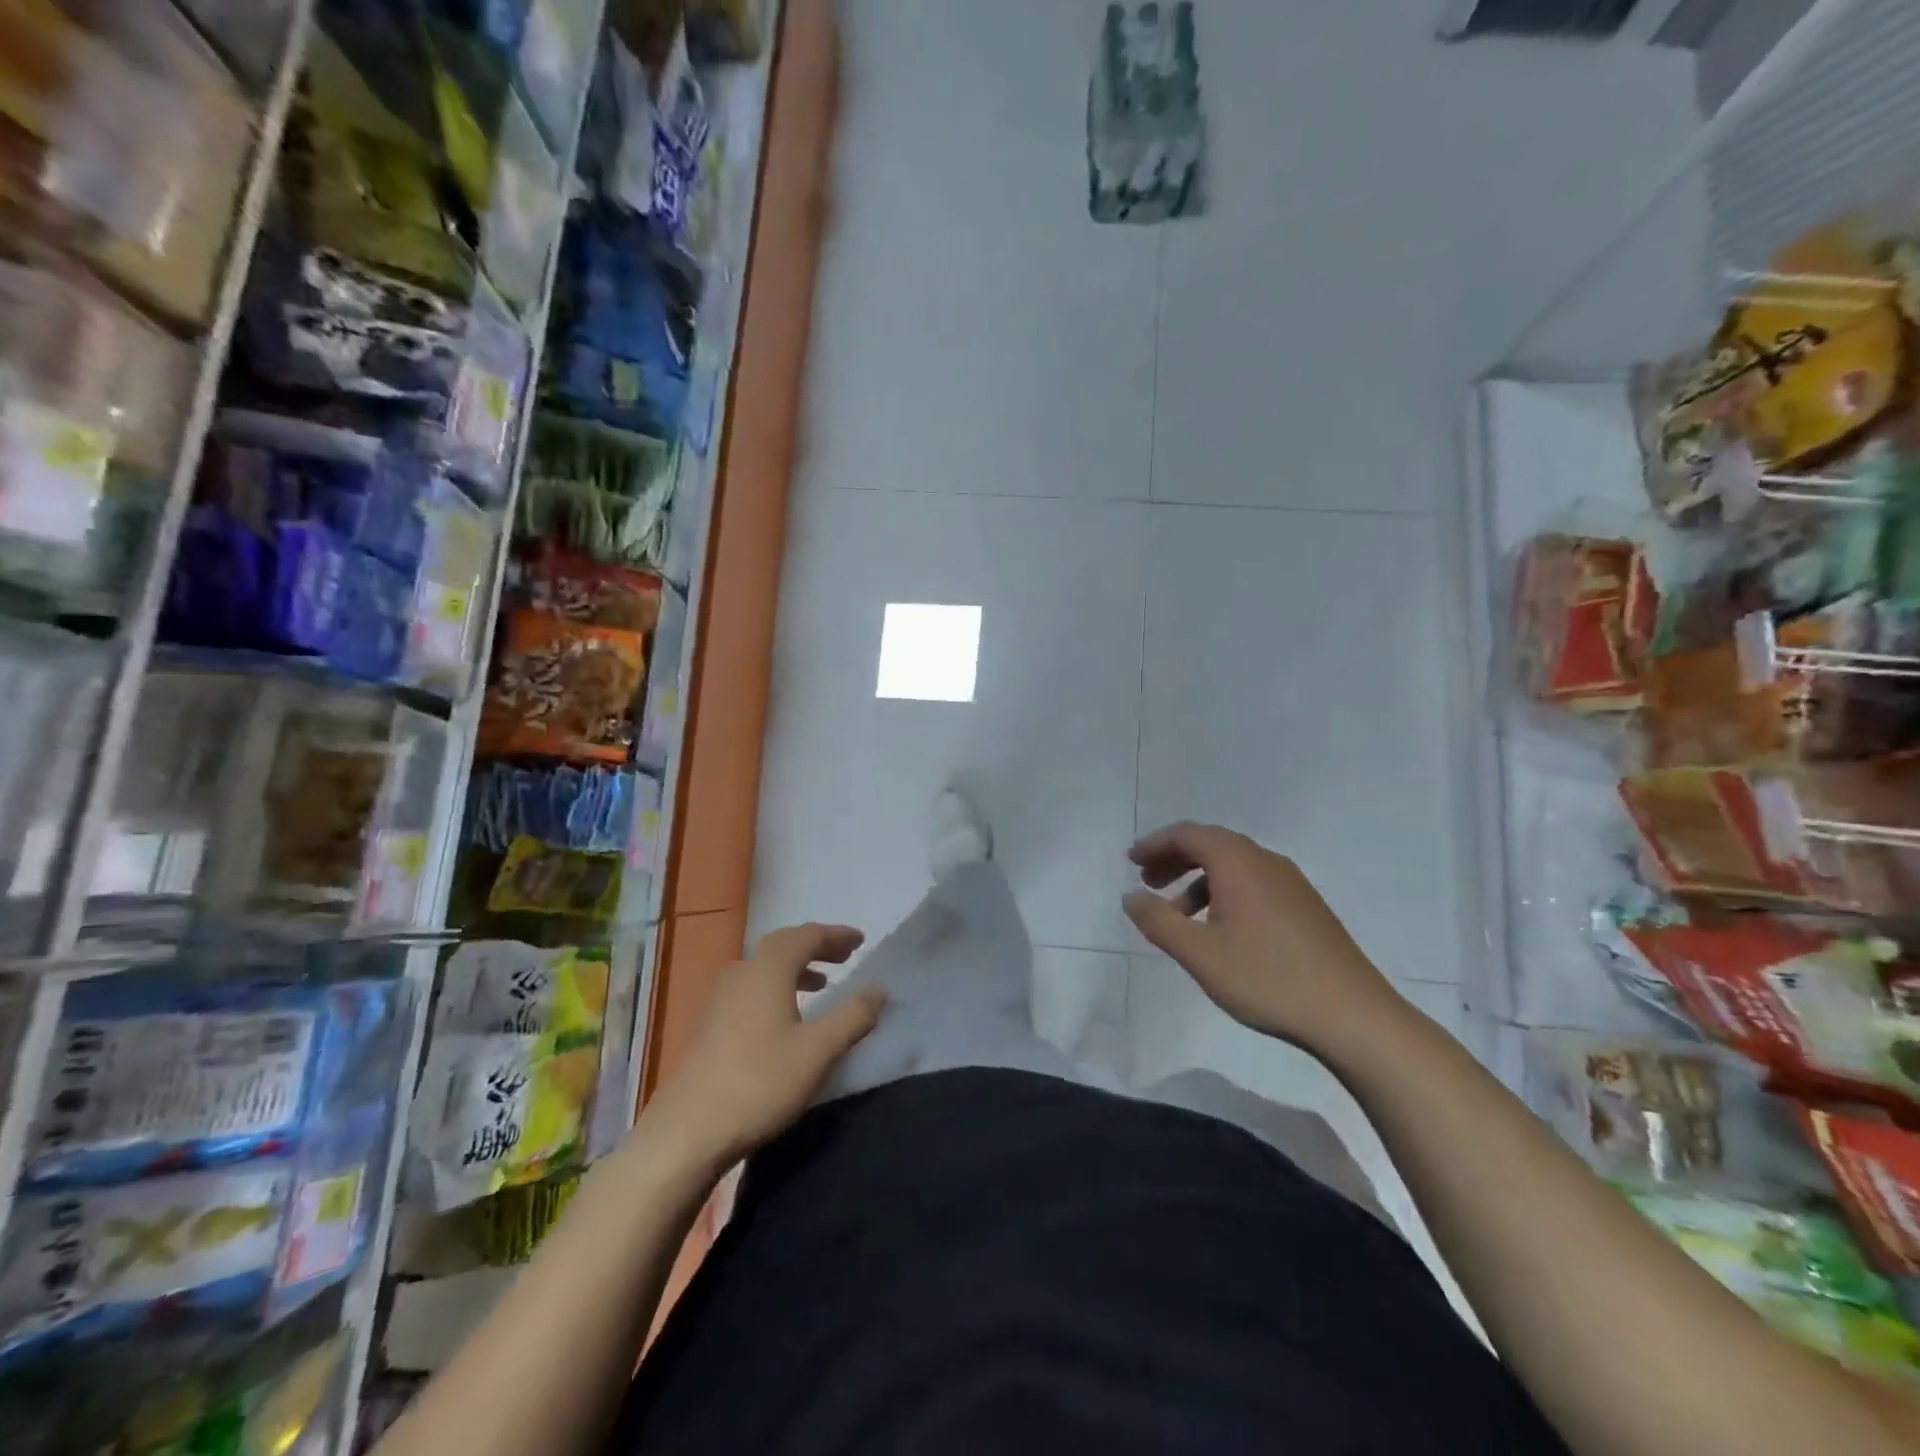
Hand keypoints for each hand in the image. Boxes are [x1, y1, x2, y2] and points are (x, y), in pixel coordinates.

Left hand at [645, 924, 886, 1166]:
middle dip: (816, 947)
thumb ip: (853, 1016)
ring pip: (764, 968)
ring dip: (795, 968)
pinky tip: (784, 1016)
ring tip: (820, 984)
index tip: (860, 941)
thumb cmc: (759, 1083)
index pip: (806, 936)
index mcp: (768, 971)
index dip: (836, 935)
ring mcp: (720, 999)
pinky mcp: (710, 1024)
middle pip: (782, 945)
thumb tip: (878, 988)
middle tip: (844, 956)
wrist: (687, 1132)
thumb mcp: (818, 1052)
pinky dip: (776, 987)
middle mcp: (742, 974)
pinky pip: (751, 988)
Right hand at [1122, 822, 1402, 1054]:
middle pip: (1211, 844)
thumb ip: (1158, 921)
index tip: (1131, 861)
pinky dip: (1224, 892)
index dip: (1155, 844)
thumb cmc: (1266, 978)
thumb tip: (1131, 896)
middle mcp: (1265, 861)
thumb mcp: (1199, 953)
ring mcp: (1291, 883)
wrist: (1352, 1015)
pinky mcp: (1305, 906)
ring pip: (1233, 865)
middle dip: (1174, 858)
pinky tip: (1219, 929)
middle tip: (1147, 881)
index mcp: (1238, 862)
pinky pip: (1253, 883)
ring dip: (1199, 879)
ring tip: (1177, 914)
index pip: (1188, 834)